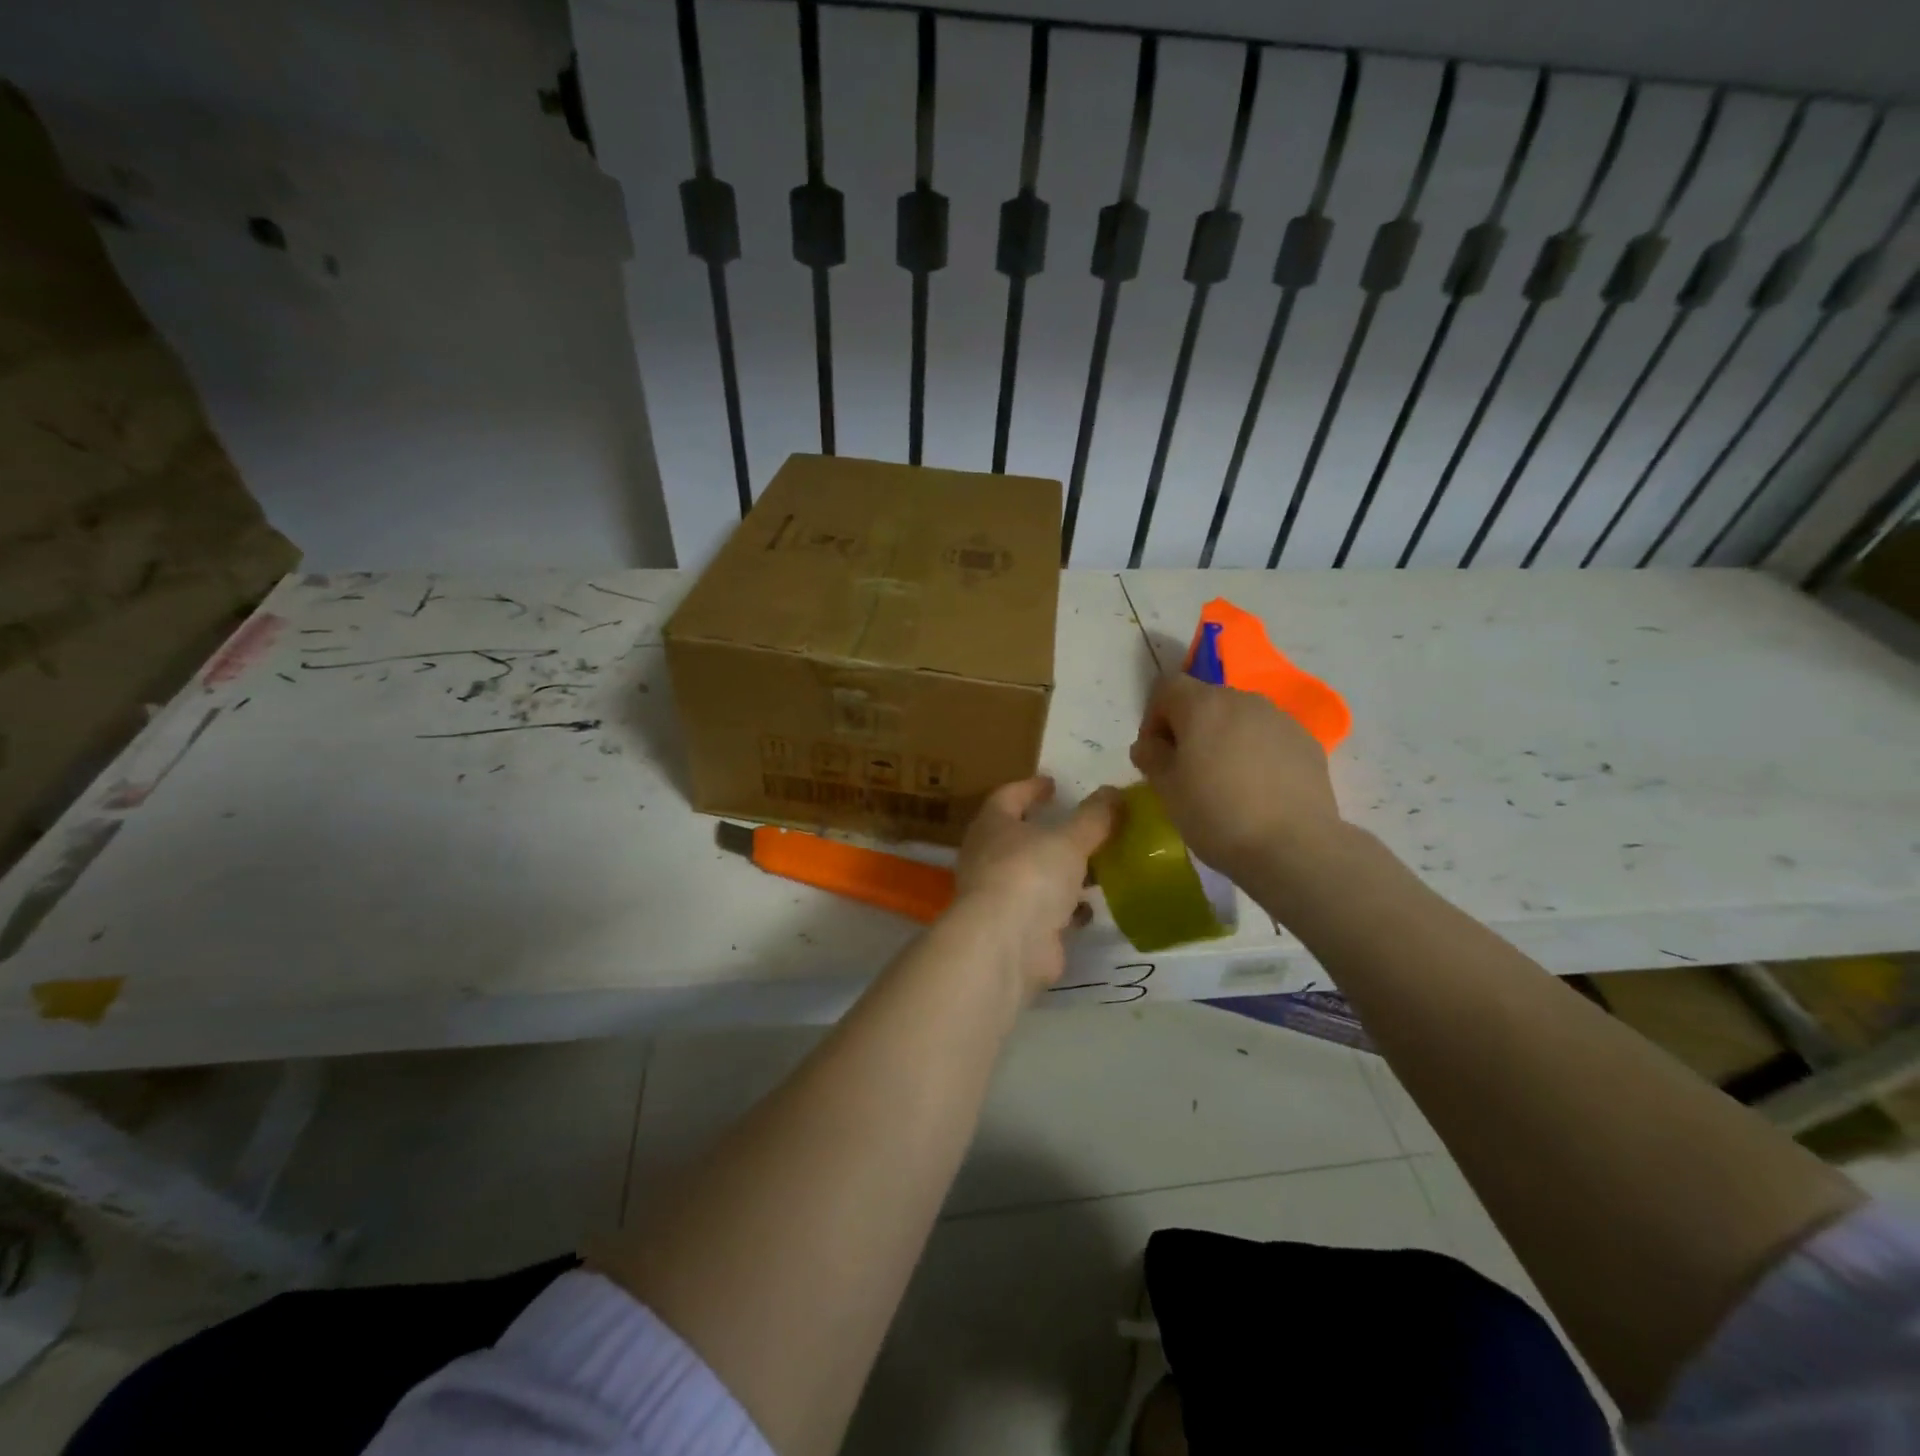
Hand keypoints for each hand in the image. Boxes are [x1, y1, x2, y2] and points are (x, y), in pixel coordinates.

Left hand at [951, 777, 1117, 995]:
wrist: (1005, 945)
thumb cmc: (1030, 875)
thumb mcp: (1069, 839)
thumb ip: (1094, 816)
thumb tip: (1113, 792)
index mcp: (992, 825)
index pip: (1008, 796)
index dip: (1031, 788)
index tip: (1053, 784)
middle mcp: (988, 857)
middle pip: (1020, 837)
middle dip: (1049, 832)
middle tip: (1080, 825)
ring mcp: (999, 895)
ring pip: (1034, 875)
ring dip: (1061, 871)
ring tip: (1095, 865)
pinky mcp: (1015, 928)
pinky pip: (1044, 910)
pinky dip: (1064, 906)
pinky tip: (1088, 907)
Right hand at [1129, 674, 1343, 879]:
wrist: (1294, 848)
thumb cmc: (1217, 815)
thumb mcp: (1166, 789)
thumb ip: (1151, 757)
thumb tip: (1149, 745)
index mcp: (1203, 705)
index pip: (1167, 687)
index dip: (1153, 716)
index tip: (1156, 753)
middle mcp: (1244, 700)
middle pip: (1205, 700)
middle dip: (1190, 728)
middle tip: (1186, 771)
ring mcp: (1280, 719)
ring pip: (1239, 718)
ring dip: (1224, 739)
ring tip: (1225, 782)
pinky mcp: (1307, 742)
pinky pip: (1268, 737)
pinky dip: (1256, 753)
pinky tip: (1257, 790)